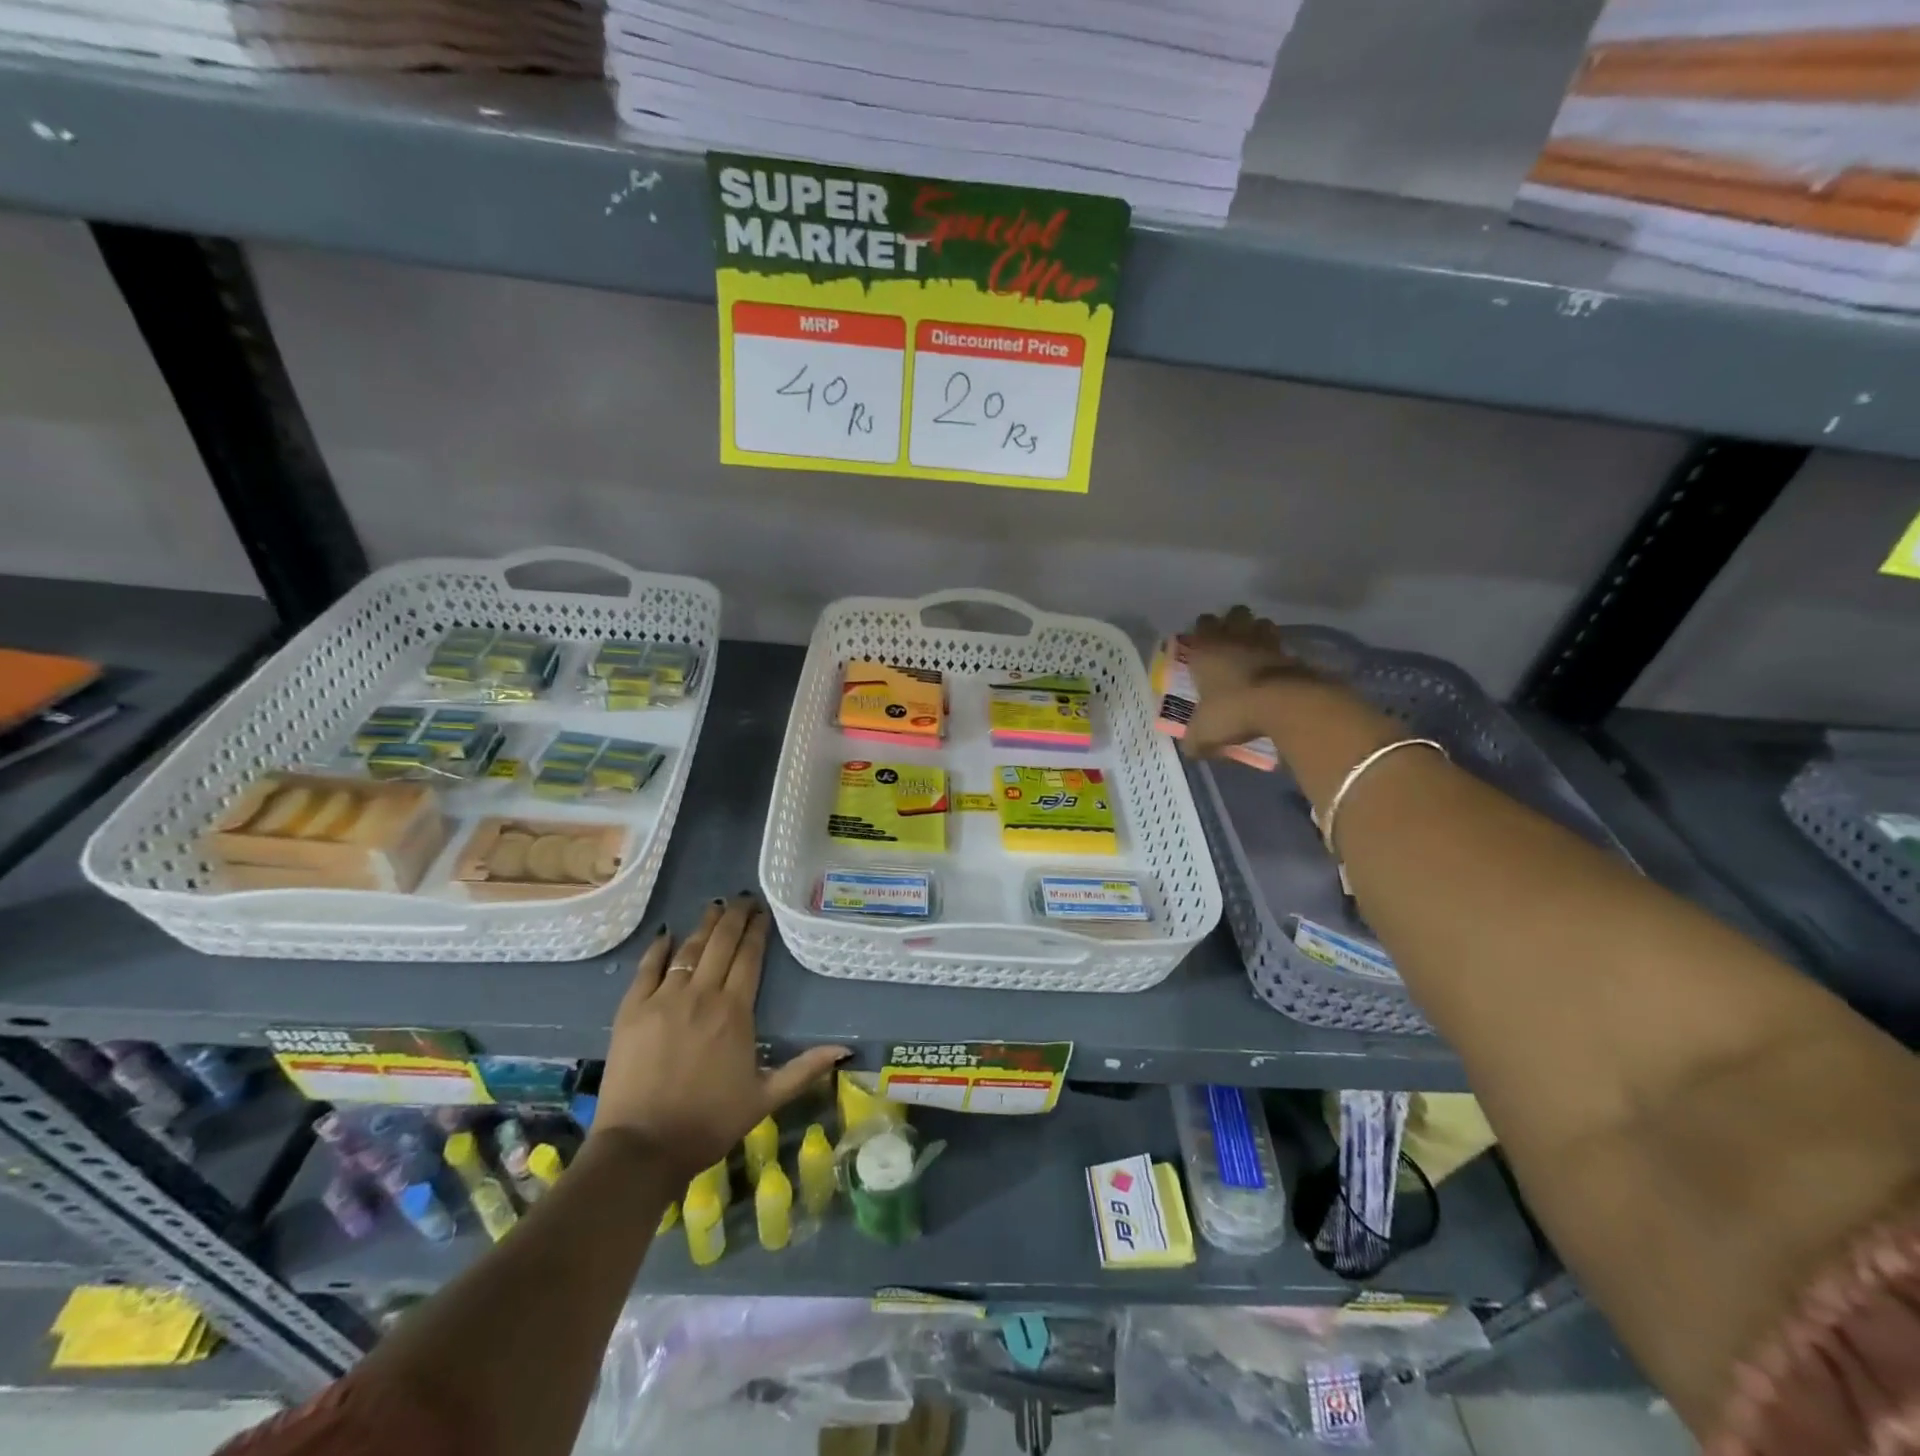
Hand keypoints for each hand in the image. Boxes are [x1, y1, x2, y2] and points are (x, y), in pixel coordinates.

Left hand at [592, 896, 846, 1179]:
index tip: (763, 912)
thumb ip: (804, 1069)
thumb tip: (845, 1050)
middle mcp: (701, 995)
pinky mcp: (631, 1011)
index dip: (757, 931)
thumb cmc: (709, 1122)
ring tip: (714, 907)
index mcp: (735, 1011)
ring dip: (703, 926)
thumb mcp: (765, 1098)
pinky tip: (667, 935)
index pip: (749, 957)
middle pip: (720, 944)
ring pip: (688, 950)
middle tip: (742, 898)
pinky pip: (646, 969)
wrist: (642, 1147)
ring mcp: (663, 1000)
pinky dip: (658, 949)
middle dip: (734, 917)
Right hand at [1180, 606, 1308, 757]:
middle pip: (1235, 613)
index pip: (1202, 623)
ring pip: (1262, 623)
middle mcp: (1235, 639)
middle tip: (1230, 642)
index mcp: (1206, 650)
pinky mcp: (1292, 655)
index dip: (1202, 630)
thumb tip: (1191, 748)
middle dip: (1233, 623)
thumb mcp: (1203, 733)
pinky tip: (1275, 669)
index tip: (1202, 643)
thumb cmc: (1232, 710)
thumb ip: (1195, 739)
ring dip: (1258, 633)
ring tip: (1255, 651)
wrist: (1282, 705)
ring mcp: (1266, 644)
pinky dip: (1279, 654)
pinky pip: (1282, 647)